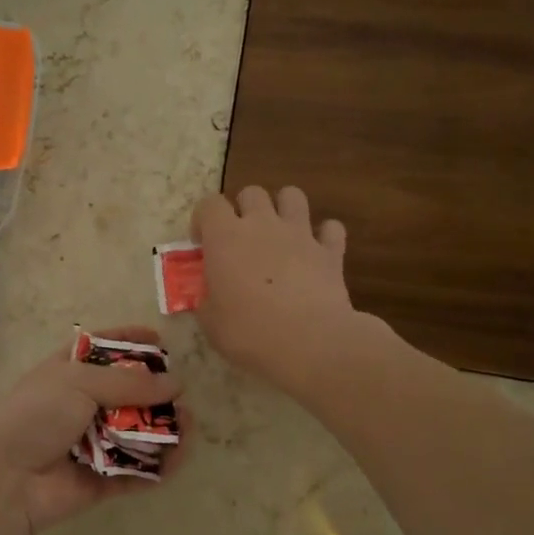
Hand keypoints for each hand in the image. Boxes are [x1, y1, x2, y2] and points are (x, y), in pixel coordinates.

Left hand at [0, 327, 188, 534]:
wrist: (6, 477)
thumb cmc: (37, 414)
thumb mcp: (80, 381)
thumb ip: (130, 381)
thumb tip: (175, 383)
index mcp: (69, 372)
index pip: (103, 348)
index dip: (130, 341)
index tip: (160, 339)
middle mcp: (82, 404)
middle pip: (128, 393)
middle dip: (157, 392)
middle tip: (182, 394)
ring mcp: (92, 443)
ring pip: (137, 433)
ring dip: (164, 429)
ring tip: (188, 427)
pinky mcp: (101, 480)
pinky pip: (136, 472)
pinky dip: (157, 467)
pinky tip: (177, 458)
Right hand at [192, 186, 363, 396]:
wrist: (308, 342)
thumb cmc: (249, 332)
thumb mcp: (211, 322)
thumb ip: (207, 300)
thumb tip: (208, 296)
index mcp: (225, 237)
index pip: (209, 204)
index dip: (203, 219)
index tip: (202, 243)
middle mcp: (262, 224)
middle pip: (251, 192)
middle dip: (244, 208)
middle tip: (242, 238)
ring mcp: (300, 233)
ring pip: (292, 195)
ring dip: (284, 208)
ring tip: (280, 233)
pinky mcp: (330, 251)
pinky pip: (331, 228)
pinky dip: (325, 236)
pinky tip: (318, 252)